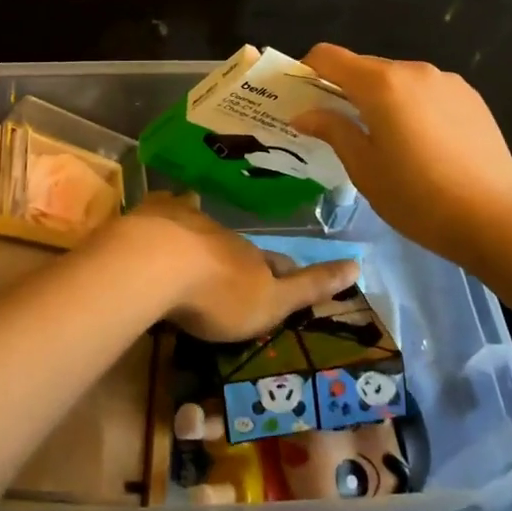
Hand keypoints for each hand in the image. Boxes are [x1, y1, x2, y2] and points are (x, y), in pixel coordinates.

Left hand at [105, 192, 358, 342]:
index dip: (285, 270)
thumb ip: (308, 286)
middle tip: (239, 264)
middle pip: (238, 244)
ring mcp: (187, 220)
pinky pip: (165, 208)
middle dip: (241, 253)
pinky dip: (168, 211)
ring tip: (201, 245)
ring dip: (204, 232)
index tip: (290, 271)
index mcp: (252, 258)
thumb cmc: (217, 294)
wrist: (156, 265)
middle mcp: (224, 233)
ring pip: (202, 223)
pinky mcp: (153, 215)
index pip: (277, 263)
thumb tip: (358, 263)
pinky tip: (162, 214)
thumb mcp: (271, 302)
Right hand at [291, 44, 511, 265]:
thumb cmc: (417, 197)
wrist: (495, 220)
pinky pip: (427, 91)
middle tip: (339, 127)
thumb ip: (332, 129)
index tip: (302, 96)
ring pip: (398, 80)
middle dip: (345, 89)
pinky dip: (412, 106)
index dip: (308, 69)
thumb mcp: (363, 168)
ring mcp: (447, 81)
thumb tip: (304, 113)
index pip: (330, 56)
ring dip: (381, 99)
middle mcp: (414, 71)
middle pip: (365, 67)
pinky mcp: (471, 97)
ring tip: (387, 141)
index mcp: (381, 84)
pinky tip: (423, 144)